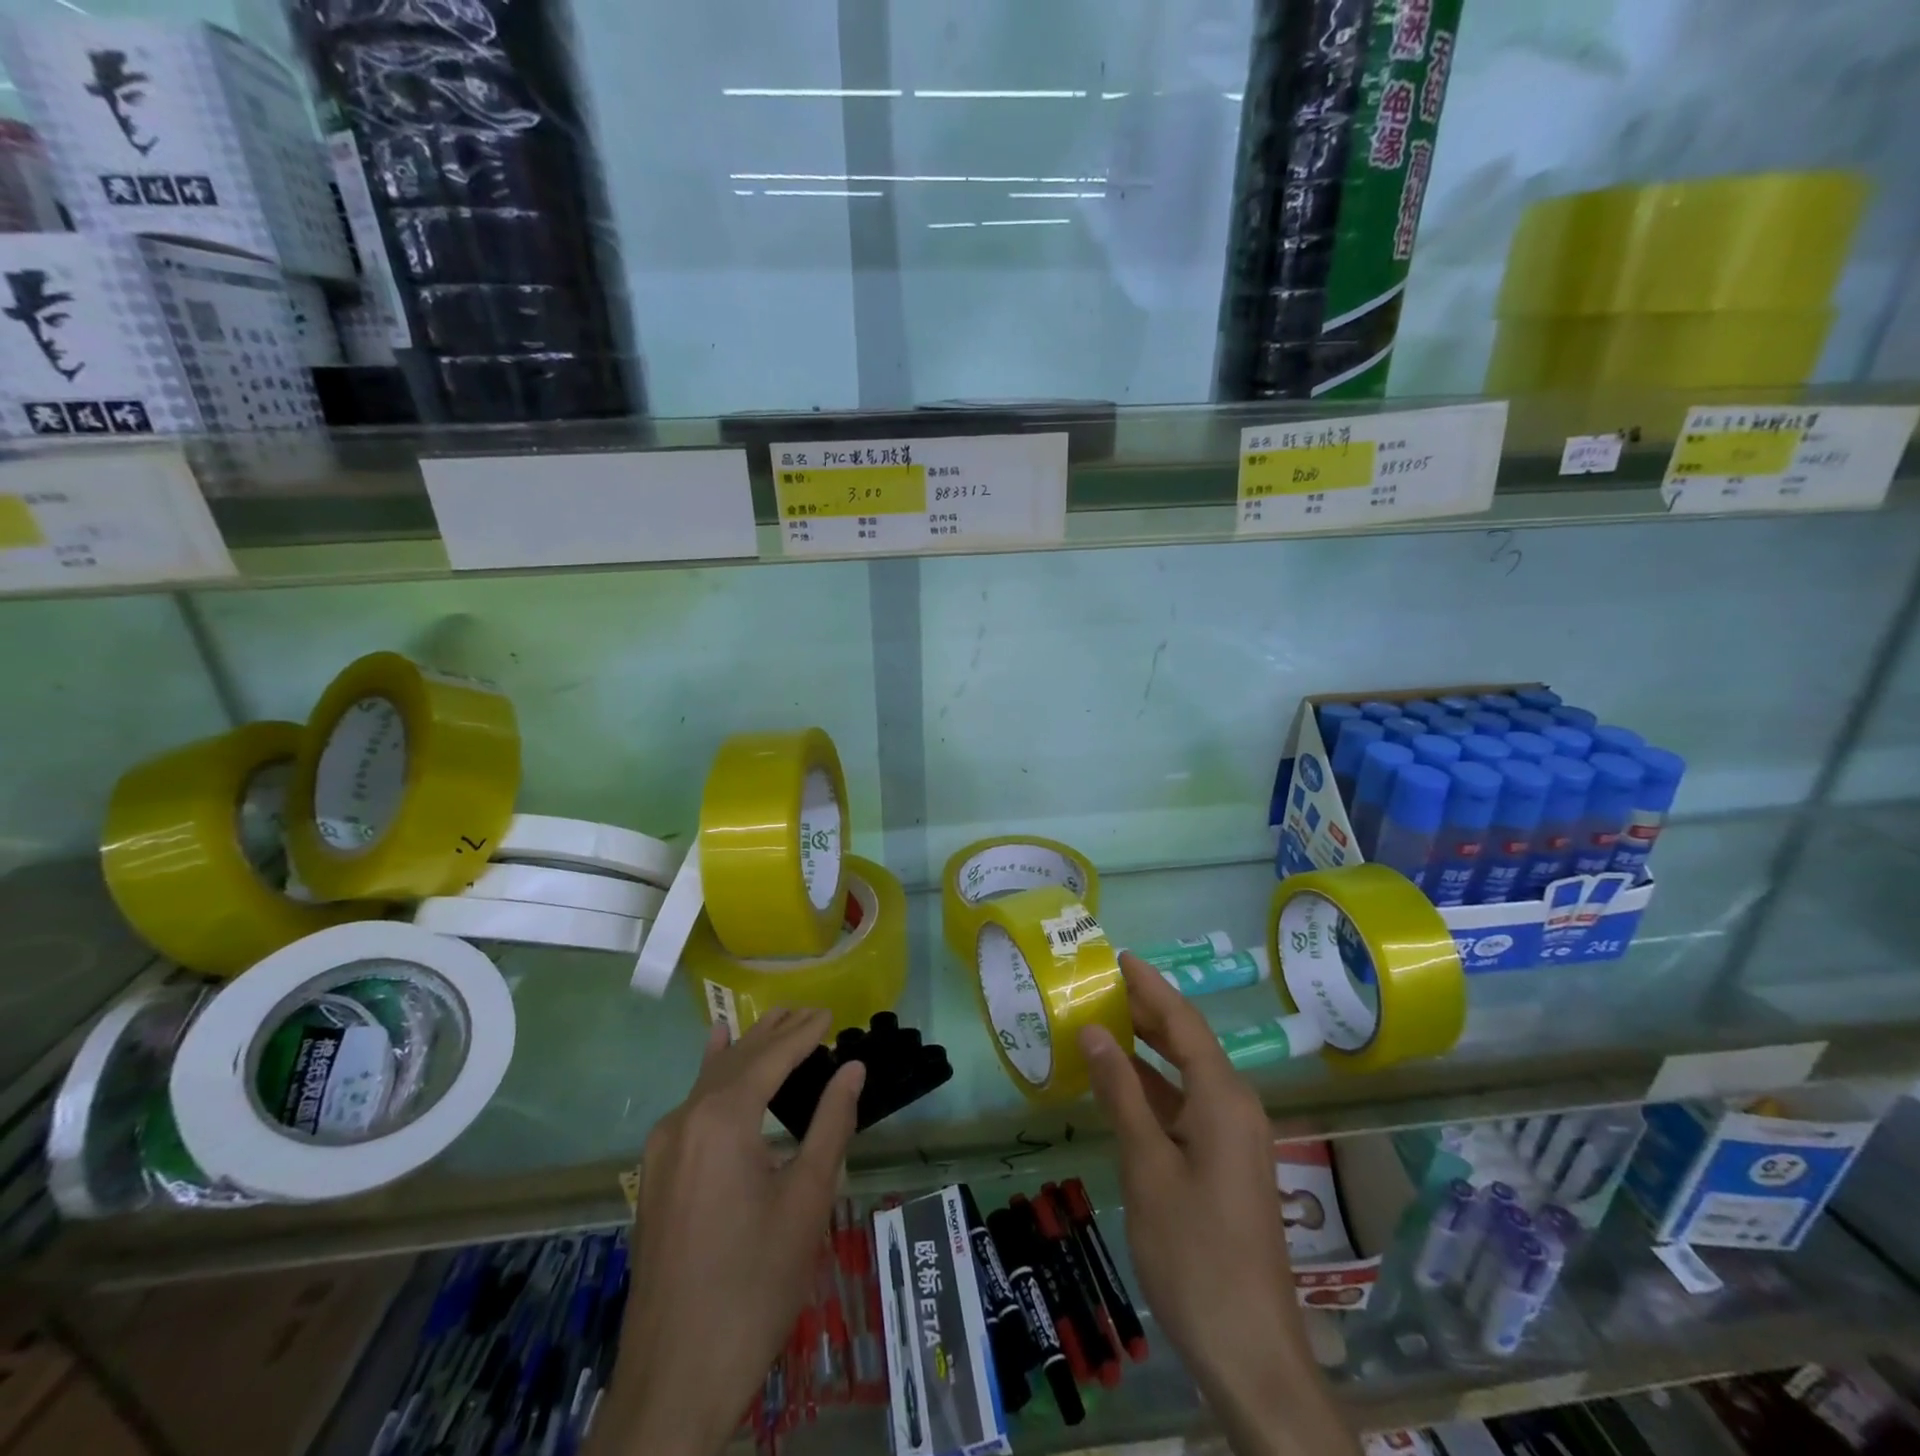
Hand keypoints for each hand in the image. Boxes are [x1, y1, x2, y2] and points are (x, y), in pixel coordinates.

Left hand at [589, 1008, 863, 1455]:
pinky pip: (691, 1104)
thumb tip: (853, 1068)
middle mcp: (685, 1119)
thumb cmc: (754, 1285)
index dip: (803, 1033)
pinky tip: (716, 1049)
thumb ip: (831, 1124)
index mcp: (722, 1119)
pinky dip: (713, 1072)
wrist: (676, 1375)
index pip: (770, 1057)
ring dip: (748, 1050)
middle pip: (738, 1060)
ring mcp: (663, 1146)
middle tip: (813, 1013)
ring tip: (779, 1022)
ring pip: (711, 1079)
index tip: (832, 1013)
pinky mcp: (657, 1173)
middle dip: (776, 1033)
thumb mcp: (807, 1201)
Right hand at [1078, 953, 1354, 1455]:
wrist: (1249, 1350)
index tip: (1118, 956)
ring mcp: (1235, 1138)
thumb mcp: (1146, 1166)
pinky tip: (1121, 1087)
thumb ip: (1121, 1093)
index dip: (1150, 986)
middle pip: (1188, 1042)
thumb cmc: (1194, 1251)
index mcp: (1223, 1098)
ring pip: (1187, 1075)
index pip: (1183, 1022)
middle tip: (1100, 986)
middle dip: (1147, 1012)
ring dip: (1148, 1050)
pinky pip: (1188, 1107)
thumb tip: (1095, 1030)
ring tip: (1103, 1023)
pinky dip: (1155, 1089)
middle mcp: (1236, 1106)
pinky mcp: (1227, 1165)